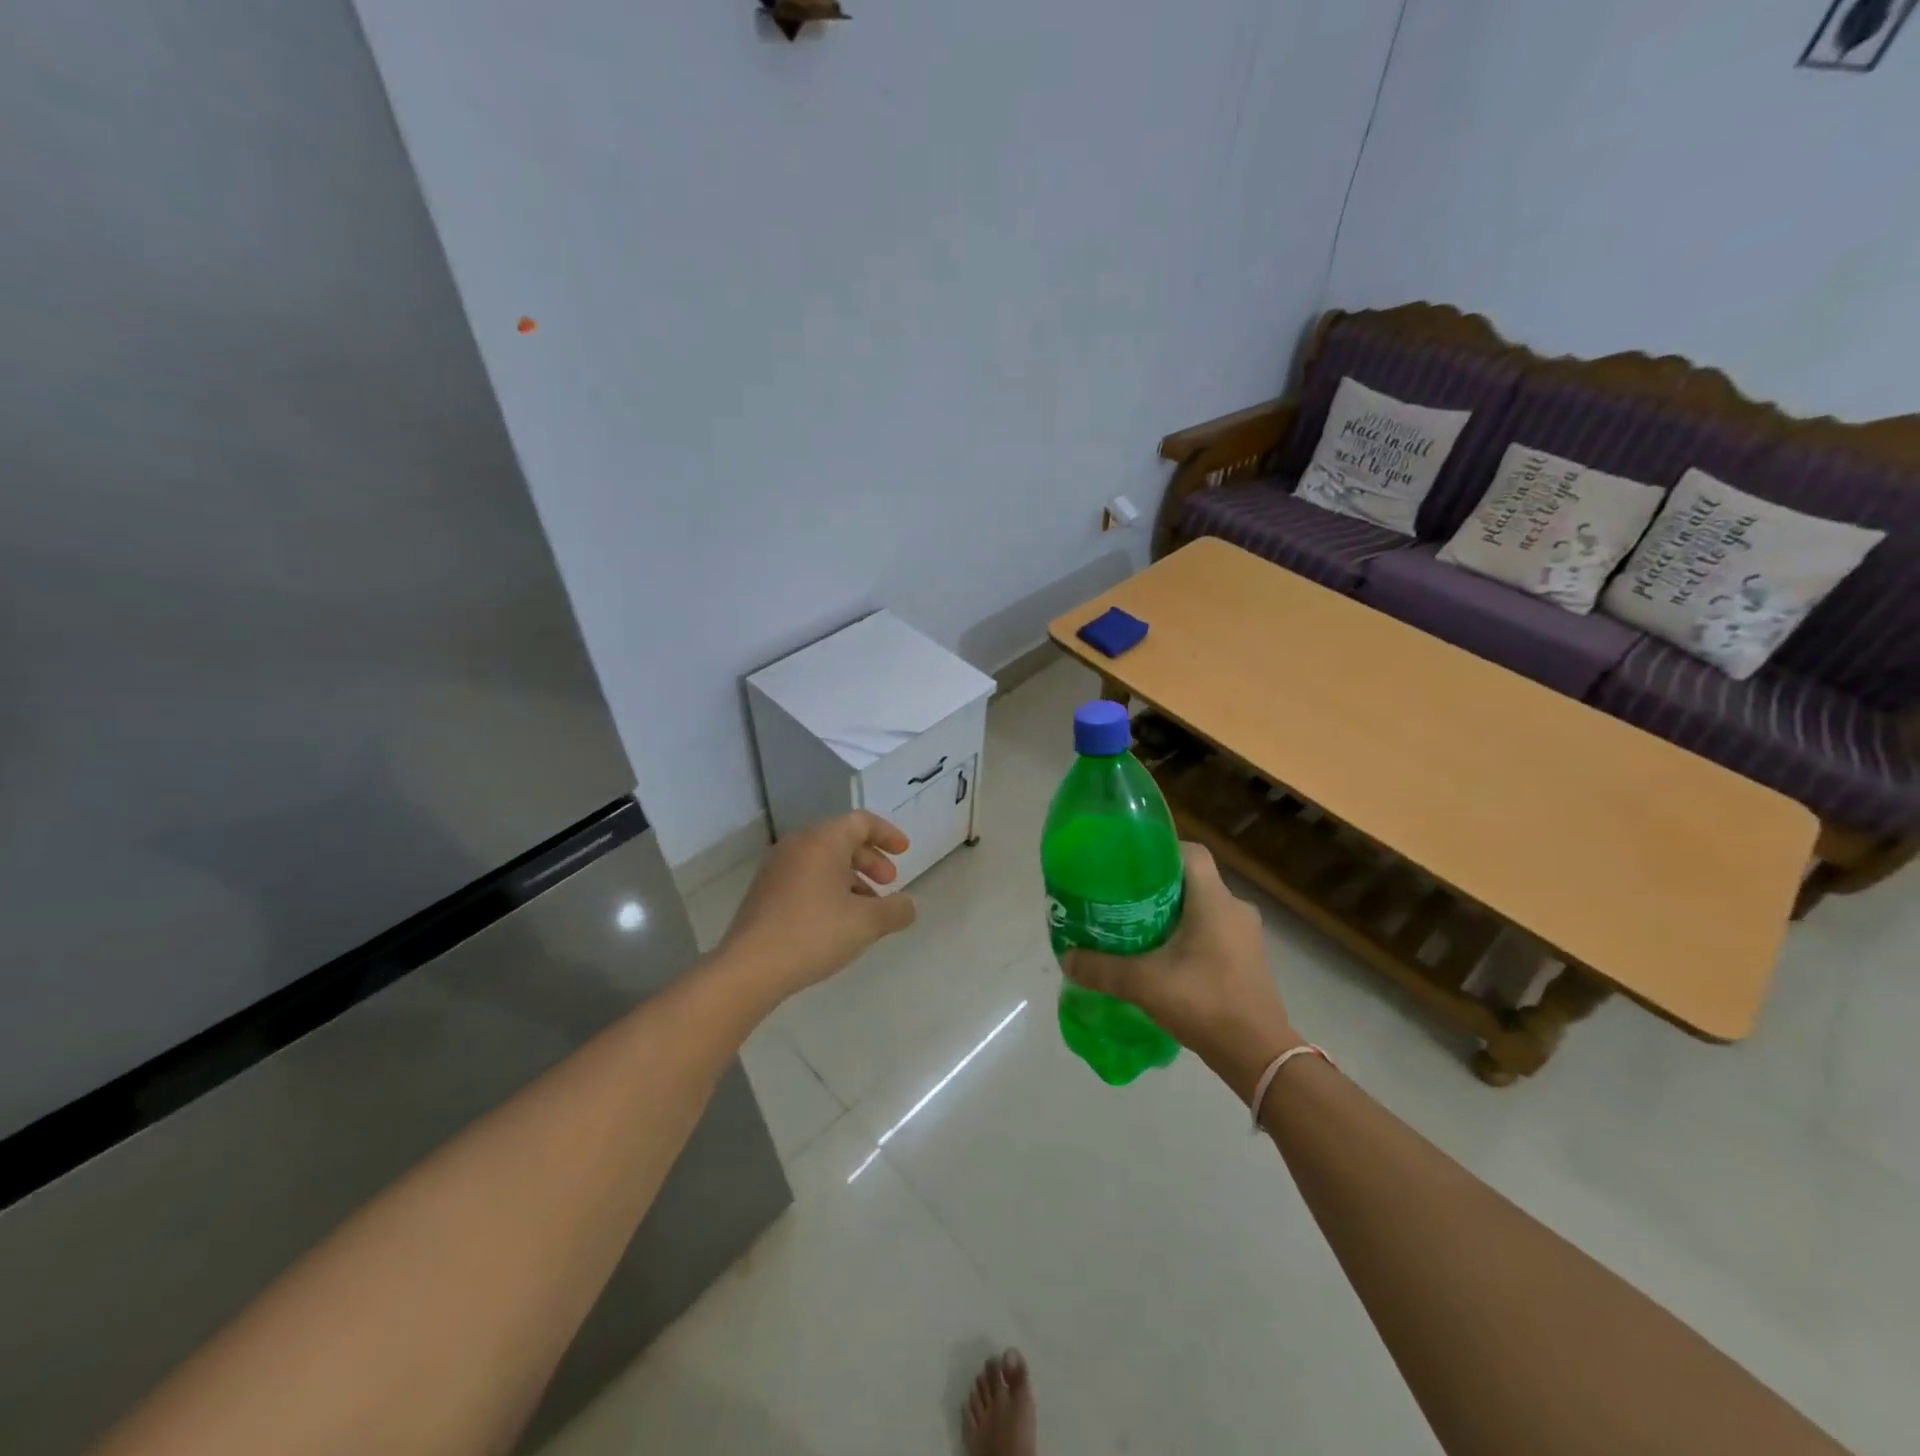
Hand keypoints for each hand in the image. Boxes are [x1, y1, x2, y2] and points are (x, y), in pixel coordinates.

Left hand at [716, 811, 917, 1000]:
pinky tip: (838, 920)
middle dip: (870, 859)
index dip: (887, 834)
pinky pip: (805, 877)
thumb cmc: (814, 933)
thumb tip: (909, 905)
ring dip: (850, 877)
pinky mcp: (765, 891)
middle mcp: (797, 845)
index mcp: (823, 840)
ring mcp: (777, 868)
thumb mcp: (867, 923)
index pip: (861, 822)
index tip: (904, 852)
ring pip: (823, 861)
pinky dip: (828, 888)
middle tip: (889, 882)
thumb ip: (896, 910)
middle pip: (841, 839)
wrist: (750, 967)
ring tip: (867, 909)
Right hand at [1062, 842, 1297, 1100]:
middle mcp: (1235, 909)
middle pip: (1192, 881)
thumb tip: (1066, 958)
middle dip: (1157, 887)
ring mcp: (1246, 936)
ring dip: (1173, 914)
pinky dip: (1189, 937)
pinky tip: (1163, 959)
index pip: (1191, 852)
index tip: (1130, 865)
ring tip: (1137, 928)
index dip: (1160, 851)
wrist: (1258, 1056)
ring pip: (1203, 908)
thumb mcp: (1144, 983)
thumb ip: (1102, 968)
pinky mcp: (1248, 960)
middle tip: (1122, 899)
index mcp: (1215, 900)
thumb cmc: (1204, 1003)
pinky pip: (1213, 932)